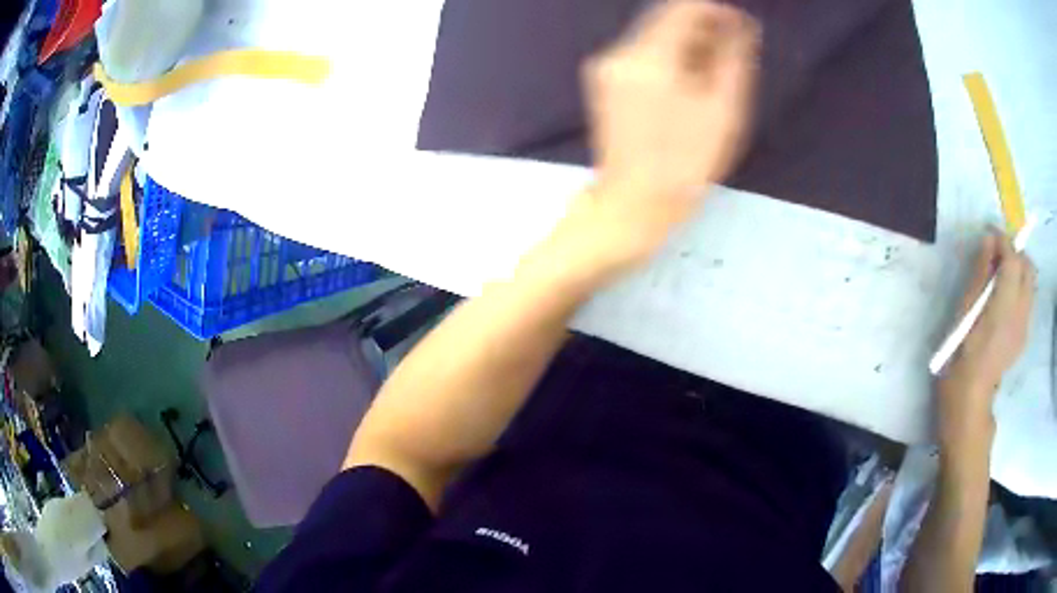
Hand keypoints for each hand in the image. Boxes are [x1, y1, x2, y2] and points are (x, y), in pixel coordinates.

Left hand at [549, 0, 758, 283]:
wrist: (632, 203)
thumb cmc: (686, 163)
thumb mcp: (723, 110)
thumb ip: (733, 59)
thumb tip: (741, 26)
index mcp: (649, 57)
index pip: (682, 8)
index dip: (715, 11)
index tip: (740, 26)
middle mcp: (618, 52)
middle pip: (664, 20)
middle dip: (702, 28)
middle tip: (733, 52)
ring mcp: (605, 67)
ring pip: (653, 37)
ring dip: (686, 44)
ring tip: (715, 71)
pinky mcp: (603, 81)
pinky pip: (640, 55)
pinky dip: (668, 59)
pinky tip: (687, 82)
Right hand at [937, 233, 1034, 453]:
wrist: (970, 397)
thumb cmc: (961, 352)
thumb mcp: (965, 309)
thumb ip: (981, 271)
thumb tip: (988, 240)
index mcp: (1005, 303)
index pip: (1013, 257)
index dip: (1003, 240)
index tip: (989, 235)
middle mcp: (1021, 311)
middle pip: (1028, 267)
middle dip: (1015, 254)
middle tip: (997, 258)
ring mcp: (1025, 325)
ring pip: (1030, 283)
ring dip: (1019, 271)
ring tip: (1001, 279)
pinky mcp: (1024, 334)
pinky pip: (1028, 300)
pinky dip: (1020, 289)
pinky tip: (1005, 301)